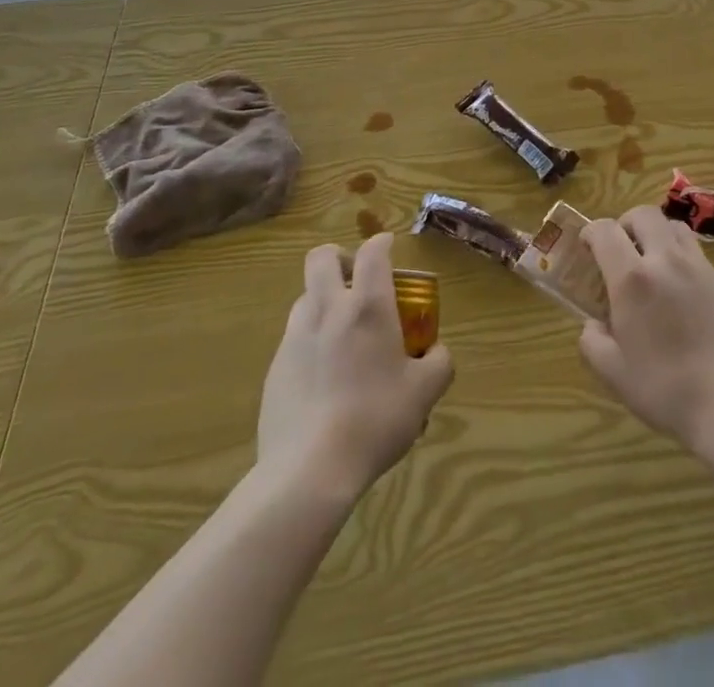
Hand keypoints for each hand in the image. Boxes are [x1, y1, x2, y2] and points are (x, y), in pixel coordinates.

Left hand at [256, 233, 453, 500]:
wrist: (308, 470)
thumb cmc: (375, 420)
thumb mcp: (425, 393)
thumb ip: (439, 362)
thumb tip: (437, 351)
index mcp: (368, 307)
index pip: (372, 252)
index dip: (381, 243)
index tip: (388, 246)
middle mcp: (328, 309)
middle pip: (321, 257)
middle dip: (340, 257)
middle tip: (357, 280)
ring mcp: (295, 337)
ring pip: (305, 296)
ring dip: (323, 299)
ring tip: (341, 331)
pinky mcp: (275, 367)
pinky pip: (294, 336)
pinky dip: (310, 339)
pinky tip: (324, 375)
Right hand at [578, 206, 713, 452]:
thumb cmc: (664, 389)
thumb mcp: (613, 372)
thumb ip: (592, 341)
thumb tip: (594, 323)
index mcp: (632, 279)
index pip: (606, 231)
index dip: (591, 231)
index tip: (586, 245)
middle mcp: (665, 260)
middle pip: (643, 214)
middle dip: (625, 223)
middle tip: (620, 249)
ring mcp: (697, 266)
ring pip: (673, 225)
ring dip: (655, 233)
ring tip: (651, 261)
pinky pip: (695, 250)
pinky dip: (679, 254)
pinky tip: (678, 286)